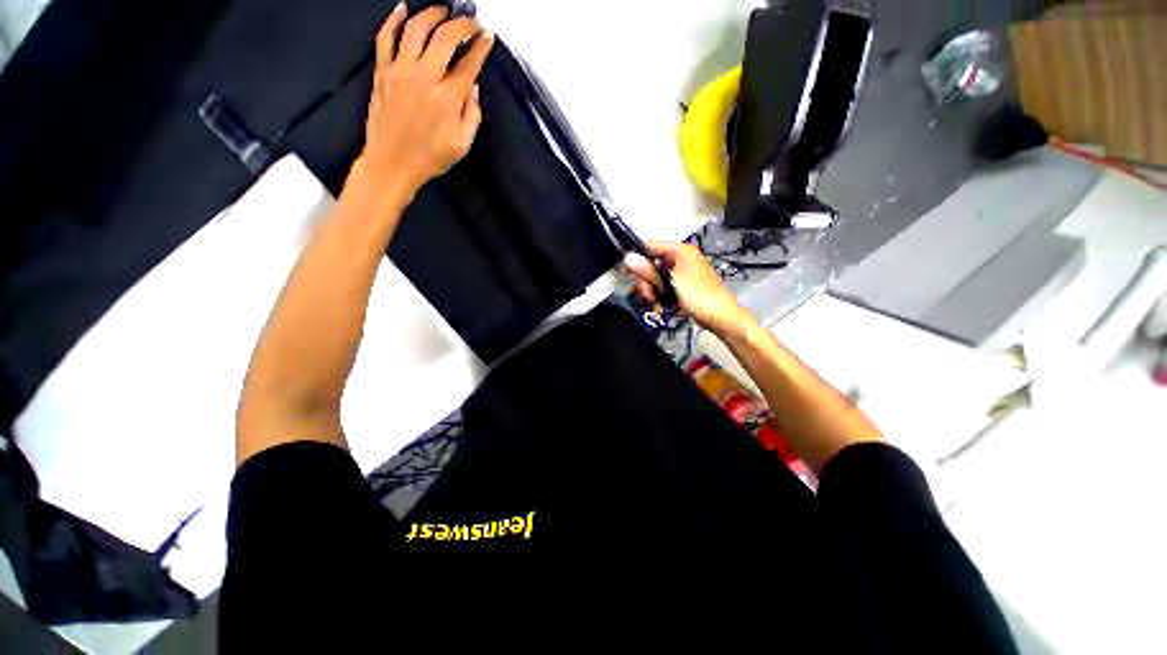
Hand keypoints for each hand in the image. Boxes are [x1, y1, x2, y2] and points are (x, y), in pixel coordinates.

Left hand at [356, 4, 494, 197]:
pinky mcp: (382, 72)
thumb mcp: (462, 145)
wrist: (392, 163)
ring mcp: (400, 72)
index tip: (488, 36)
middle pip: (445, 37)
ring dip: (432, 14)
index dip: (481, 47)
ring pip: (416, 28)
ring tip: (443, 11)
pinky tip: (403, 8)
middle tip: (470, 22)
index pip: (469, 64)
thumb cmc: (430, 158)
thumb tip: (472, 88)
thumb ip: (472, 116)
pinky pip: (385, 37)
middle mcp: (424, 78)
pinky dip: (394, 19)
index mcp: (447, 100)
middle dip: (462, 24)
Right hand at [624, 241, 755, 336]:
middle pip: (651, 264)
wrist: (721, 317)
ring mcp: (681, 273)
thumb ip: (648, 271)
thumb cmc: (698, 295)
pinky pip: (664, 288)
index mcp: (680, 250)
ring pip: (656, 279)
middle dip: (647, 282)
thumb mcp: (670, 282)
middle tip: (648, 296)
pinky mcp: (682, 286)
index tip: (626, 273)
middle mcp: (680, 258)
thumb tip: (626, 258)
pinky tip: (662, 308)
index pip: (650, 246)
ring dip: (653, 293)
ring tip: (657, 305)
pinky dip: (660, 297)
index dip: (637, 257)